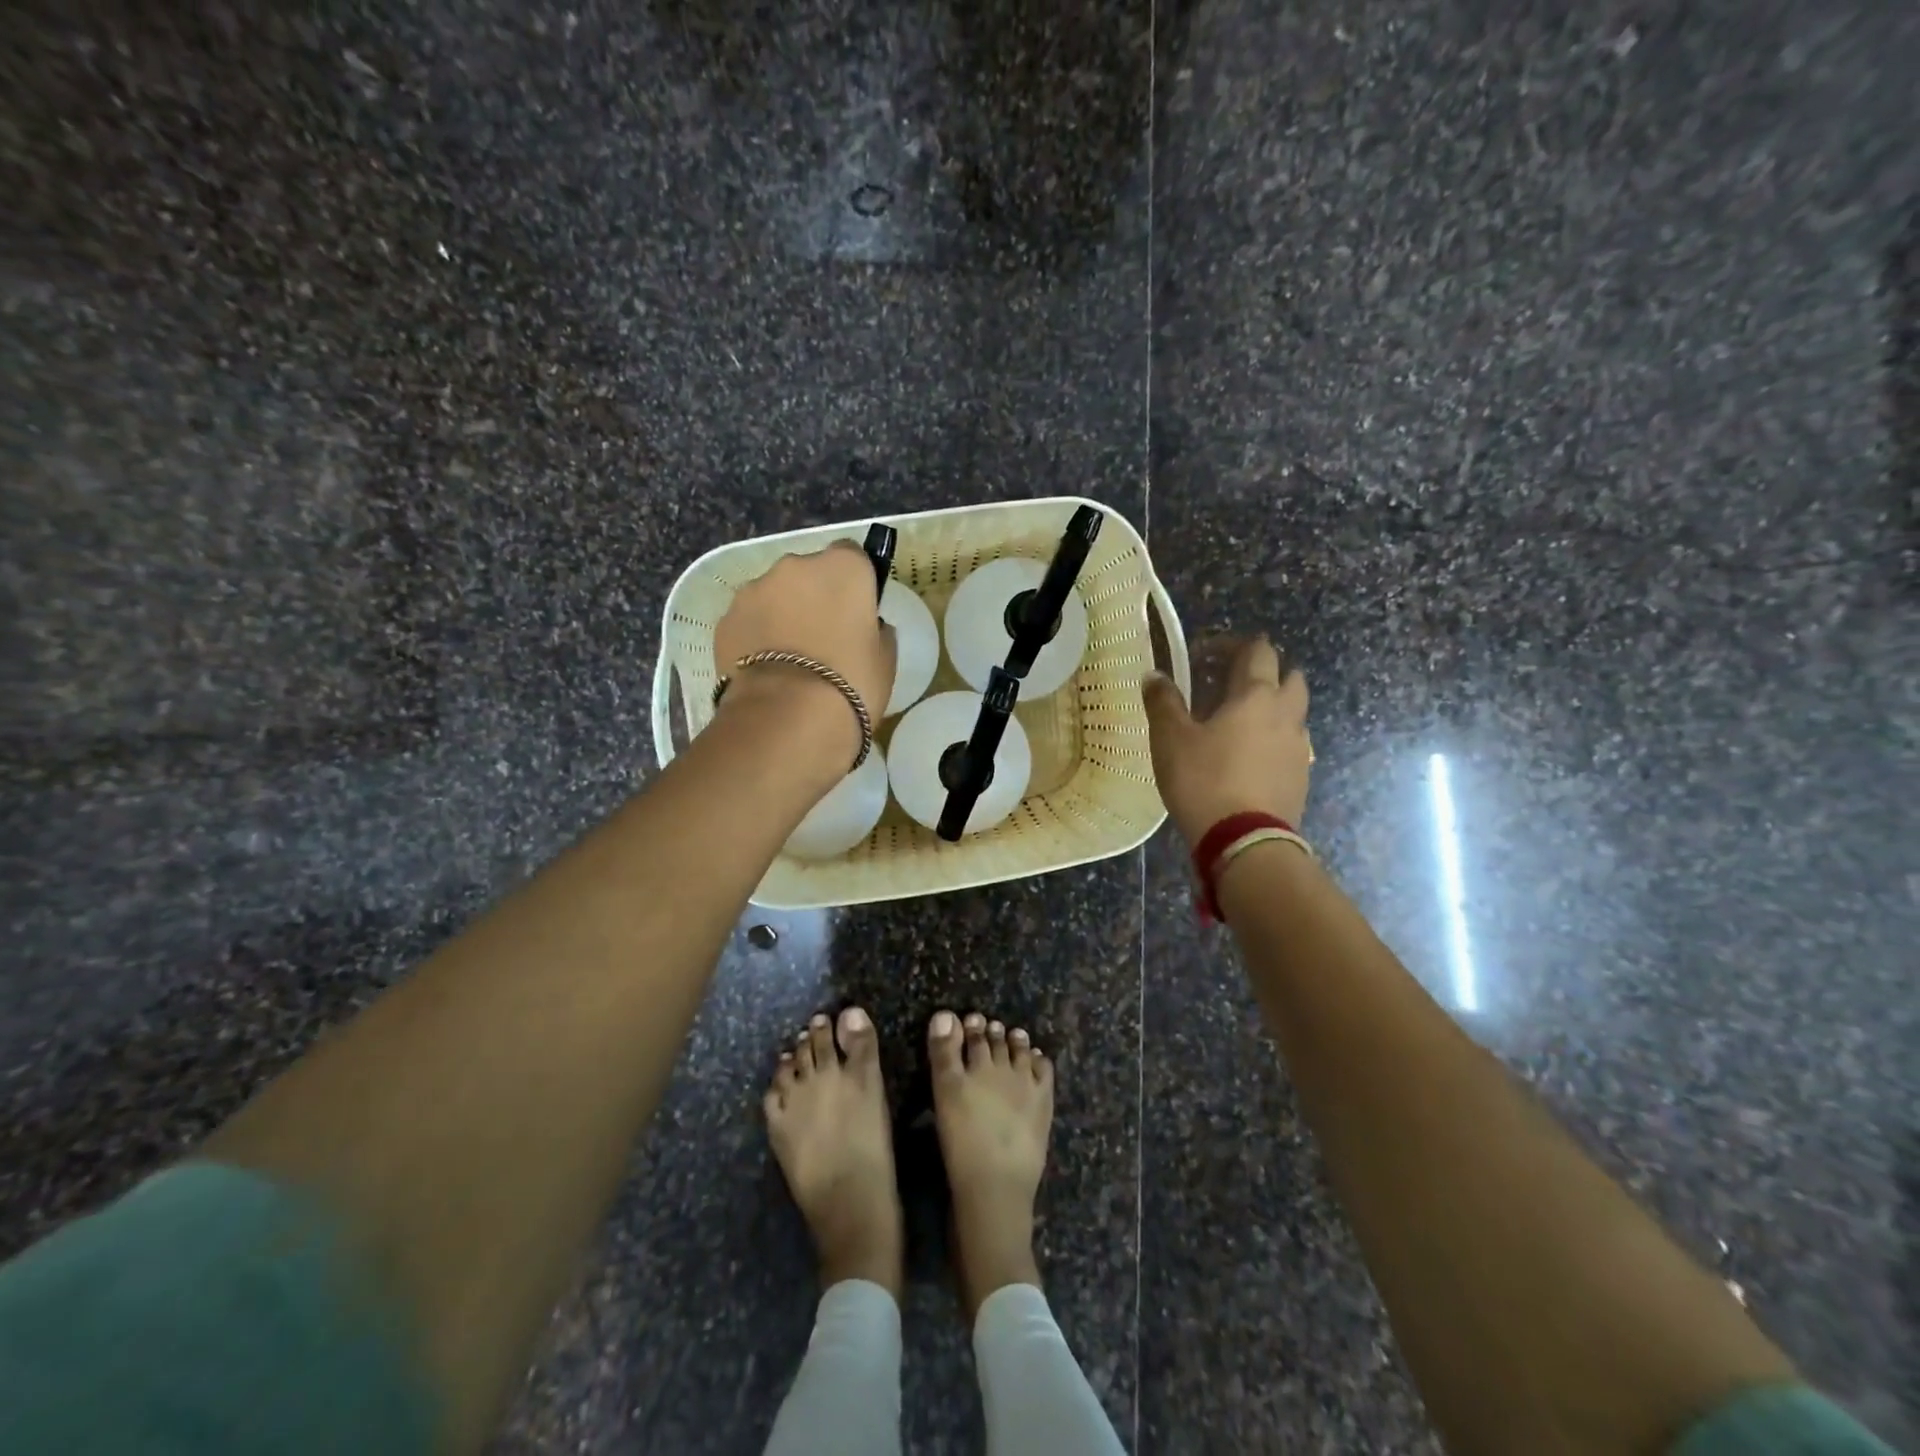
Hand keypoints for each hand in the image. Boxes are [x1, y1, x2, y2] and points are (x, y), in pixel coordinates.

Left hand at [712, 542, 897, 774]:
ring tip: (789, 658)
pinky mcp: (725, 618)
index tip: (856, 610)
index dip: (855, 582)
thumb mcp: (884, 659)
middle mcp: (795, 566)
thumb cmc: (851, 684)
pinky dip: (756, 635)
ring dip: (782, 614)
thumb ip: (876, 630)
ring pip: (774, 594)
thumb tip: (865, 625)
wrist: (787, 719)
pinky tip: (766, 670)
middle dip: (814, 595)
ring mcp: (754, 590)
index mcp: (843, 568)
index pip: (853, 555)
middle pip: (809, 572)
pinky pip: (749, 620)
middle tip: (823, 637)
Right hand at [1142, 636, 1311, 844]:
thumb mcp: (1170, 739)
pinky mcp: (1301, 777)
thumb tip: (1153, 674)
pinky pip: (1291, 744)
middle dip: (1263, 672)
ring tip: (1237, 723)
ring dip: (1271, 706)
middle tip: (1228, 686)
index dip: (1229, 645)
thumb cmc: (1204, 781)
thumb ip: (1162, 702)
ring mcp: (1299, 747)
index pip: (1256, 650)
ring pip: (1293, 711)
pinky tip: (1247, 758)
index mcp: (1256, 695)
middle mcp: (1286, 713)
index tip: (1200, 657)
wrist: (1244, 841)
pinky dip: (1273, 739)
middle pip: (1288, 675)